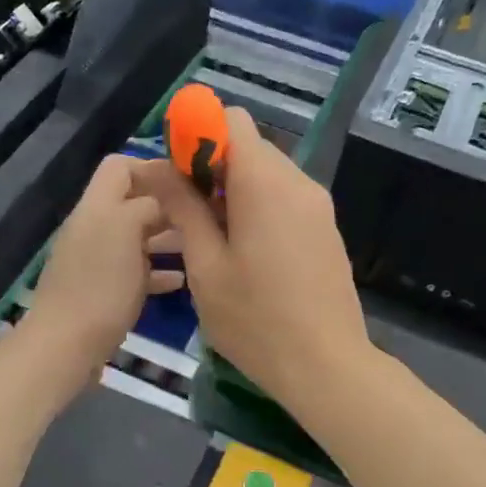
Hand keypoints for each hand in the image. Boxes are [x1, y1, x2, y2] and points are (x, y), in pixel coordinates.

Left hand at [22, 154, 183, 380]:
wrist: (66, 345)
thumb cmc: (101, 284)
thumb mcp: (127, 230)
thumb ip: (146, 205)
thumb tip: (162, 200)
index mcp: (97, 205)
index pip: (120, 166)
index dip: (153, 167)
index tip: (189, 183)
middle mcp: (95, 226)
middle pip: (132, 201)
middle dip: (168, 204)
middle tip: (206, 215)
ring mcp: (98, 260)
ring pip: (138, 236)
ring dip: (167, 237)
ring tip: (201, 245)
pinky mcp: (104, 290)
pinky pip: (136, 271)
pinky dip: (158, 271)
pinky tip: (181, 280)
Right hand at [139, 107, 370, 413]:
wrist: (327, 366)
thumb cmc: (256, 321)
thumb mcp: (205, 267)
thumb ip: (183, 208)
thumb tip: (158, 167)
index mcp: (265, 183)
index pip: (230, 120)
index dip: (196, 136)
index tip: (176, 176)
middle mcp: (298, 182)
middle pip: (249, 147)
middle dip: (211, 168)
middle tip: (186, 215)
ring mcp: (318, 206)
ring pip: (267, 174)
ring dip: (233, 191)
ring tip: (212, 241)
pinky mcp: (326, 229)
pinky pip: (285, 199)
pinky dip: (258, 208)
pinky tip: (245, 255)